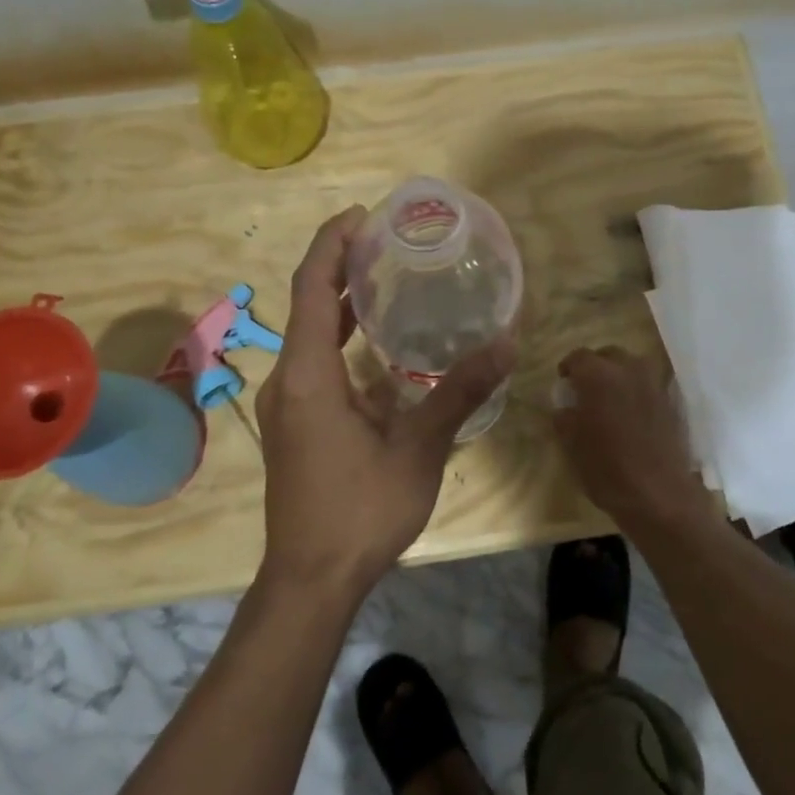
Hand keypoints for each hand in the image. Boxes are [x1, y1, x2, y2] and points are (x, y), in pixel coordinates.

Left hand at [255, 206, 515, 596]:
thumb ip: (459, 392)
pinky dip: (340, 339)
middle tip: (387, 242)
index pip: (311, 288)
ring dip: (340, 303)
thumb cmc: (360, 511)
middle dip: (340, 266)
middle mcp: (288, 380)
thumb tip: (507, 342)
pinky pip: (314, 362)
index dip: (332, 244)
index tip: (363, 216)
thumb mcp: (418, 450)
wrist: (311, 579)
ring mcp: (288, 404)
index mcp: (308, 375)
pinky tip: (378, 346)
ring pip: (309, 336)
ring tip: (385, 278)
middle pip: (306, 304)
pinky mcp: (295, 424)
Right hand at [553, 347, 712, 538]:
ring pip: (633, 366)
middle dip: (595, 366)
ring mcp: (654, 385)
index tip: (564, 382)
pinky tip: (632, 412)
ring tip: (611, 398)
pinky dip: (638, 391)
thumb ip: (564, 419)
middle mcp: (629, 370)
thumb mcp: (572, 445)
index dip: (568, 367)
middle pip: (608, 355)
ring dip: (619, 375)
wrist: (659, 494)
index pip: (578, 357)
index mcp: (599, 376)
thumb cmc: (606, 468)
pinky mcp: (671, 403)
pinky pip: (649, 385)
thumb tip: (565, 408)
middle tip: (586, 388)